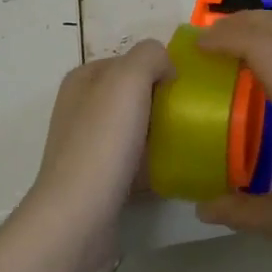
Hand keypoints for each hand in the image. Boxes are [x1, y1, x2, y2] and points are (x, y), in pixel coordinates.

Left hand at [25, 40, 174, 231]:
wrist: (79, 215)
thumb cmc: (103, 141)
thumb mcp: (128, 78)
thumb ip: (150, 55)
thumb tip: (166, 68)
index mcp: (83, 79)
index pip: (131, 59)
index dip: (159, 68)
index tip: (185, 88)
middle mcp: (81, 107)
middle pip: (134, 93)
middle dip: (162, 100)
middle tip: (191, 114)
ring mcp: (87, 145)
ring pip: (136, 127)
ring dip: (160, 132)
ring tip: (188, 141)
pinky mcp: (97, 178)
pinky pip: (134, 160)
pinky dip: (153, 162)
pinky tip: (172, 169)